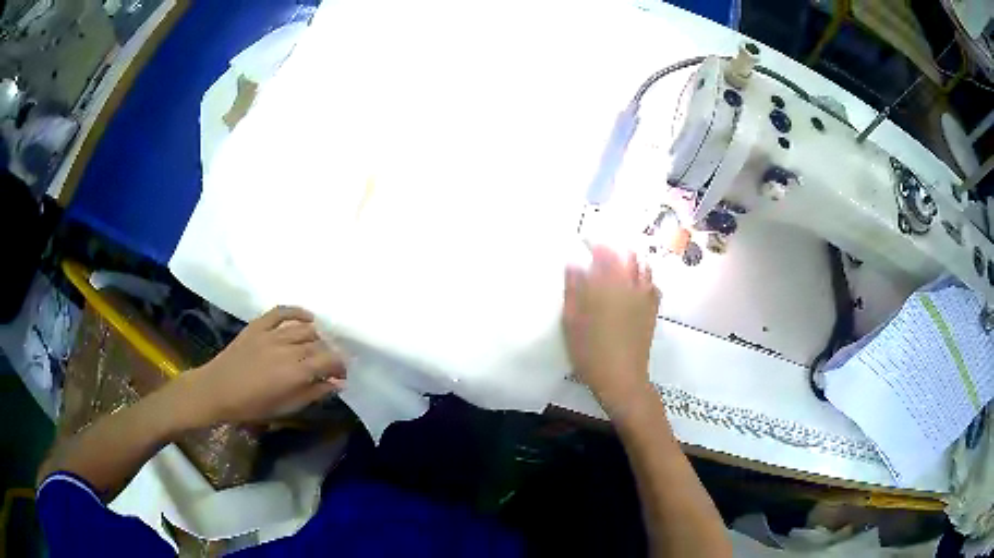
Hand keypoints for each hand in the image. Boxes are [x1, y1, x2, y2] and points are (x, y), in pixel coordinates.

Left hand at [170, 306, 346, 427]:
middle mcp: (286, 349)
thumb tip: (336, 384)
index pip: (328, 361)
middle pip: (318, 345)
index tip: (342, 374)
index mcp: (294, 373)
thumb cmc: (251, 406)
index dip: (340, 366)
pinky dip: (297, 312)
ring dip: (316, 337)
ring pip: (303, 328)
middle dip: (329, 354)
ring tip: (317, 346)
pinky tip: (307, 317)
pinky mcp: (258, 325)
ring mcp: (271, 334)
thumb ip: (312, 393)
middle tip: (329, 365)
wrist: (217, 390)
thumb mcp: (285, 407)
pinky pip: (281, 312)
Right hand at [563, 246, 659, 414]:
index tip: (584, 241)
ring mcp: (644, 297)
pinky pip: (653, 285)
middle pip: (627, 255)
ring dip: (631, 260)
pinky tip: (637, 284)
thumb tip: (573, 264)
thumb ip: (573, 290)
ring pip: (643, 267)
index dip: (594, 242)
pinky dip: (645, 278)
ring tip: (619, 264)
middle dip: (615, 249)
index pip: (603, 253)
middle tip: (602, 253)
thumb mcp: (571, 322)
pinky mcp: (652, 310)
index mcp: (607, 285)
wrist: (621, 378)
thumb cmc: (590, 351)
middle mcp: (629, 285)